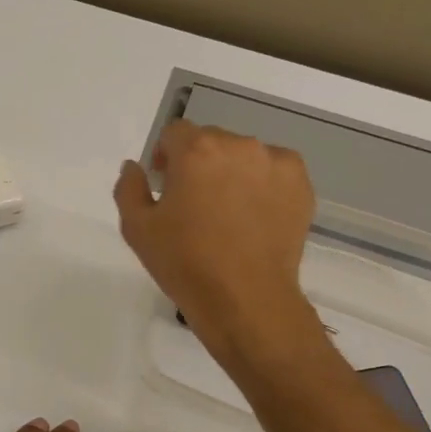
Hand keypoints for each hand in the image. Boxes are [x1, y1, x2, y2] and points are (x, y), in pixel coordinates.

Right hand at [114, 121, 322, 368]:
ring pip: (243, 156)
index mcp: (197, 151)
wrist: (245, 300)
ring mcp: (276, 164)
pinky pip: (272, 172)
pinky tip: (251, 218)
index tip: (164, 183)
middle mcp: (239, 146)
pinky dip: (260, 186)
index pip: (175, 132)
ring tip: (226, 212)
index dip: (165, 155)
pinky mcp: (300, 185)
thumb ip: (129, 188)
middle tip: (193, 202)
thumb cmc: (184, 263)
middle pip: (211, 140)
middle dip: (198, 162)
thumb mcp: (137, 228)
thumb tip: (135, 167)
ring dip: (230, 172)